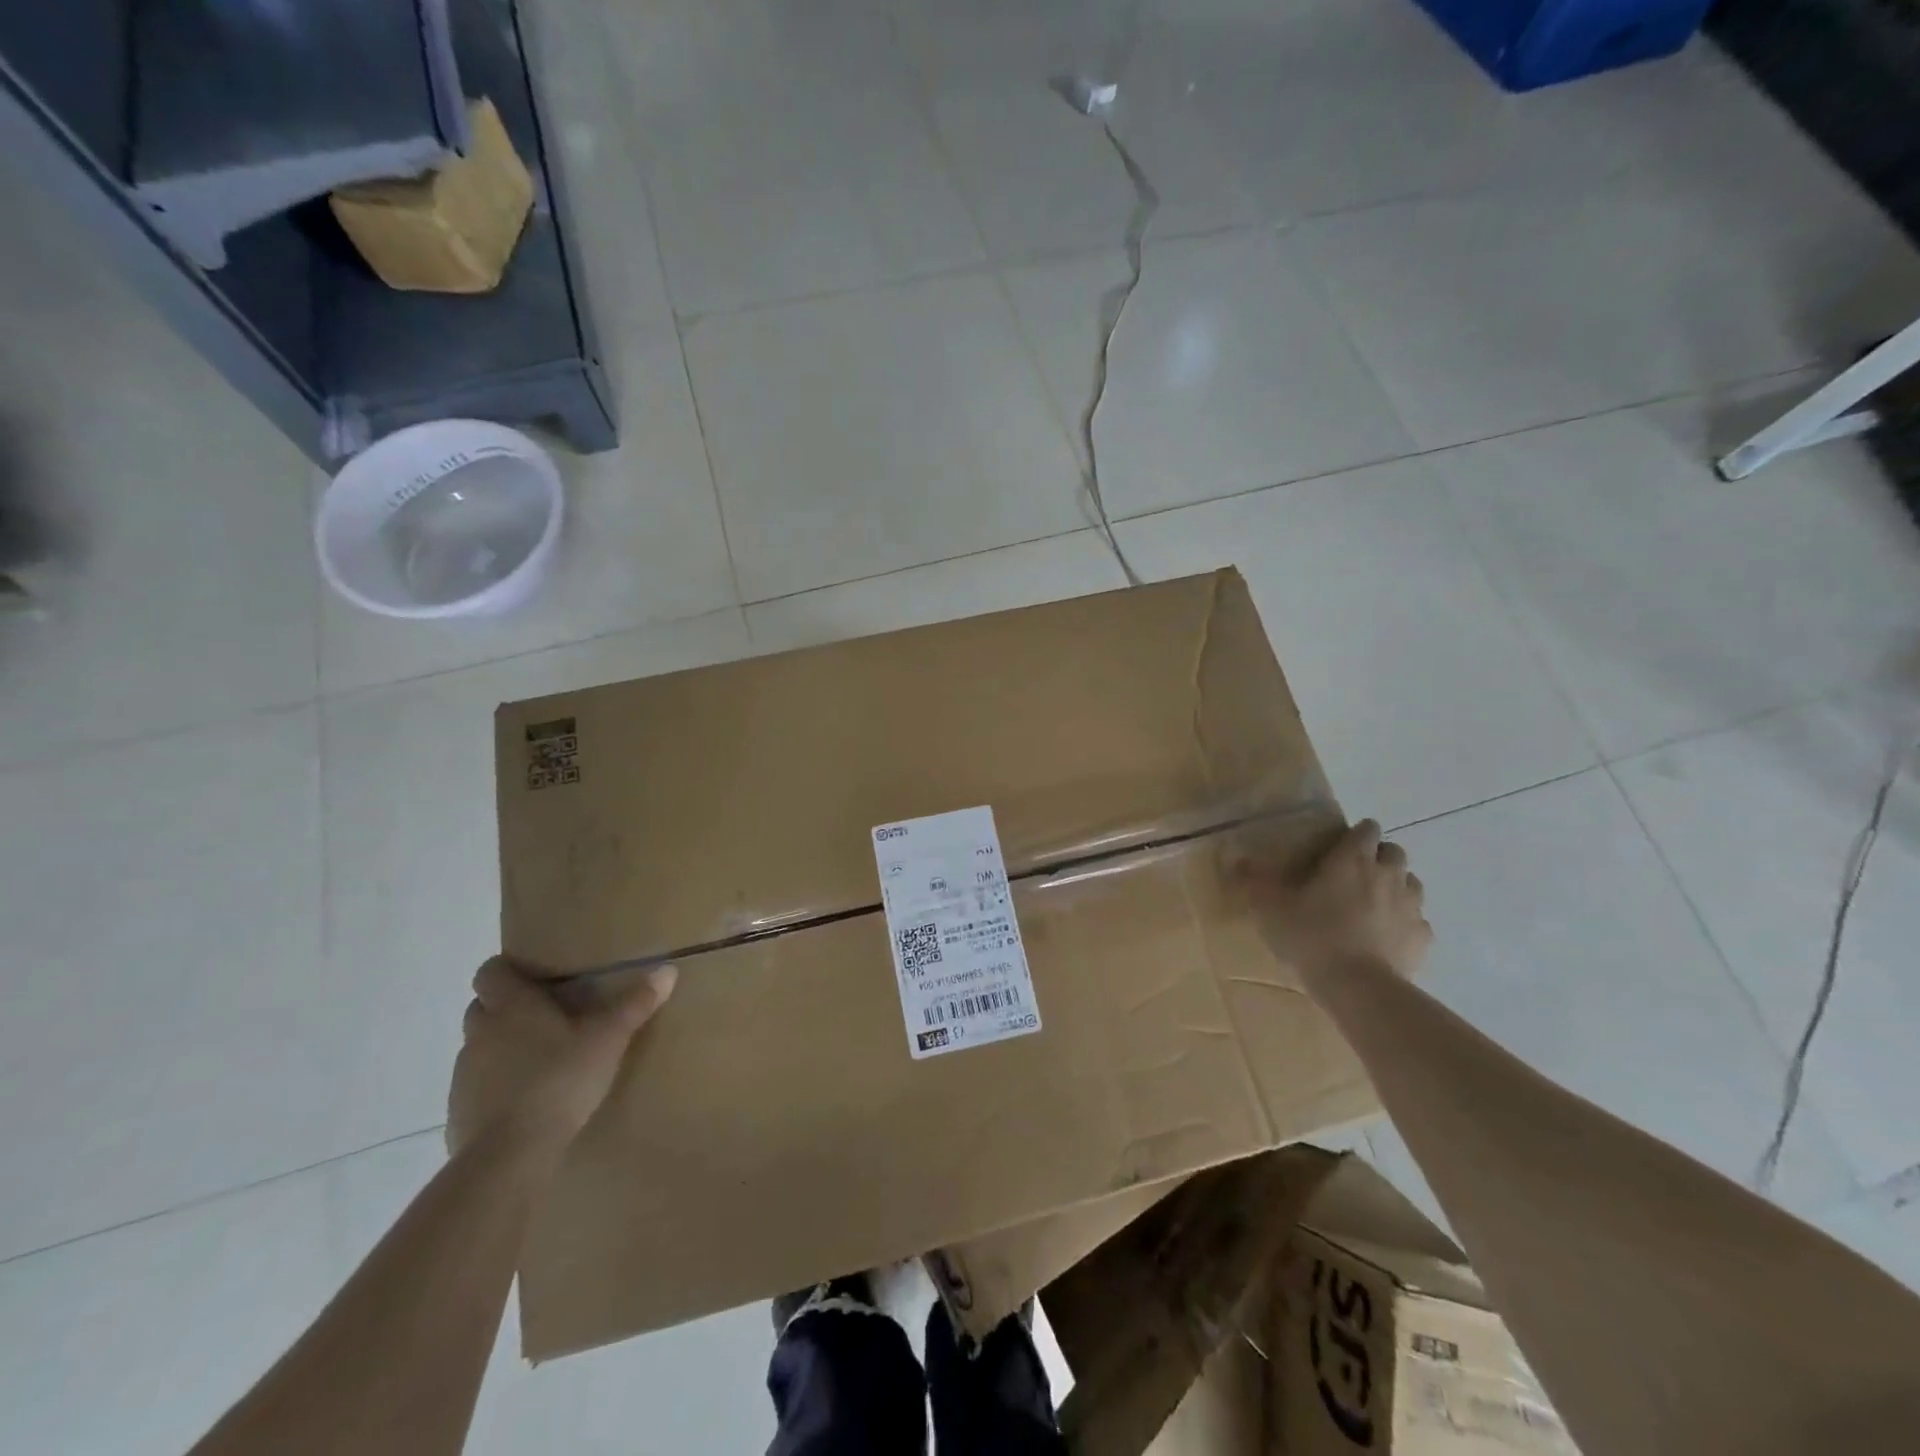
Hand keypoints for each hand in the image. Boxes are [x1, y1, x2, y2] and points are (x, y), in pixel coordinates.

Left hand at [447, 958, 677, 1156]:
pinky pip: (476, 1085)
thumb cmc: (560, 1079)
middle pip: (481, 1006)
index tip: (532, 976)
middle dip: (504, 1007)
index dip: (505, 970)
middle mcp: (481, 1032)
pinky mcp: (458, 1110)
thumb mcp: (609, 1039)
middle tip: (543, 1015)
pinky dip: (495, 1084)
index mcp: (512, 1006)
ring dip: (500, 1046)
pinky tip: (525, 1099)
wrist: (509, 1154)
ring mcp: (464, 1073)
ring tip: (539, 1058)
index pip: (490, 972)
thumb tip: (668, 970)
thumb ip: (635, 1004)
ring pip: (479, 1046)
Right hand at [1246, 820, 1431, 982]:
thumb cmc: (1312, 936)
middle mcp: (1388, 874)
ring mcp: (1411, 906)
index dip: (1355, 834)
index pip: (1366, 829)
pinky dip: (1405, 923)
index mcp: (1352, 859)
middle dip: (1378, 857)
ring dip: (1395, 887)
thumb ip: (1256, 880)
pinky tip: (1387, 938)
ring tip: (1372, 905)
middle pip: (1394, 852)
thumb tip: (1238, 858)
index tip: (1338, 848)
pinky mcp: (1423, 938)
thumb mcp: (1271, 907)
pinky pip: (1418, 921)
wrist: (1359, 987)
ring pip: (1411, 883)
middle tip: (1353, 876)